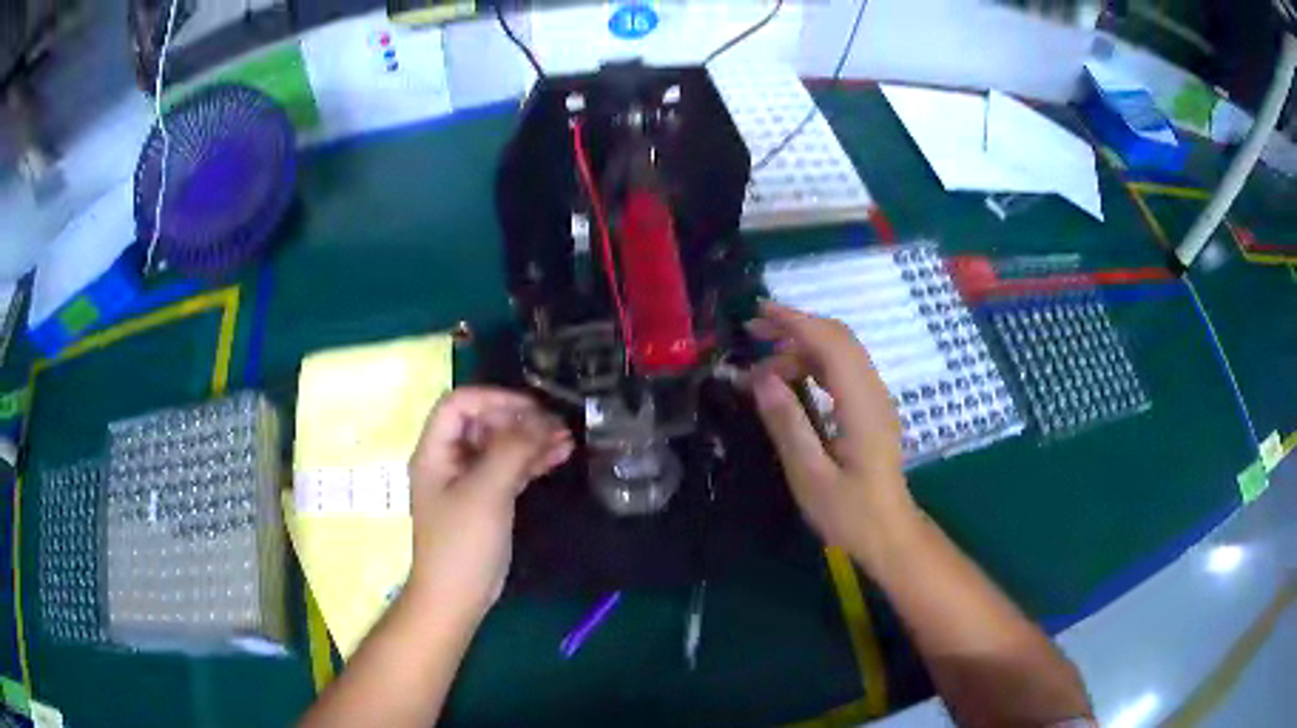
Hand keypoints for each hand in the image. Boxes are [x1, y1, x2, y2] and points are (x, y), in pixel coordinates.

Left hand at [406, 387, 572, 622]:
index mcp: (435, 451)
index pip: (459, 404)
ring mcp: (468, 480)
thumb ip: (511, 450)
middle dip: (519, 419)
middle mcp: (449, 459)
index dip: (494, 398)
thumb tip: (540, 420)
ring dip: (530, 439)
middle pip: (482, 423)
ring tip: (567, 437)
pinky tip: (559, 455)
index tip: (532, 408)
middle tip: (556, 424)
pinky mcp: (486, 499)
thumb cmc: (462, 543)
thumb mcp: (486, 492)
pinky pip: (508, 469)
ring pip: (499, 446)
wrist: (458, 597)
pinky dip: (532, 461)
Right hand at [747, 302, 916, 557]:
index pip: (831, 344)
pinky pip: (842, 370)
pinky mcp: (871, 409)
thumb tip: (761, 377)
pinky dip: (812, 364)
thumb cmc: (850, 514)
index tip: (758, 312)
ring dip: (801, 348)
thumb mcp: (810, 477)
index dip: (795, 322)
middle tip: (751, 333)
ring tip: (760, 370)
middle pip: (838, 339)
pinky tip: (788, 383)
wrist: (890, 534)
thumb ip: (788, 424)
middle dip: (795, 327)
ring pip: (840, 353)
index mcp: (861, 406)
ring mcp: (876, 400)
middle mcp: (874, 393)